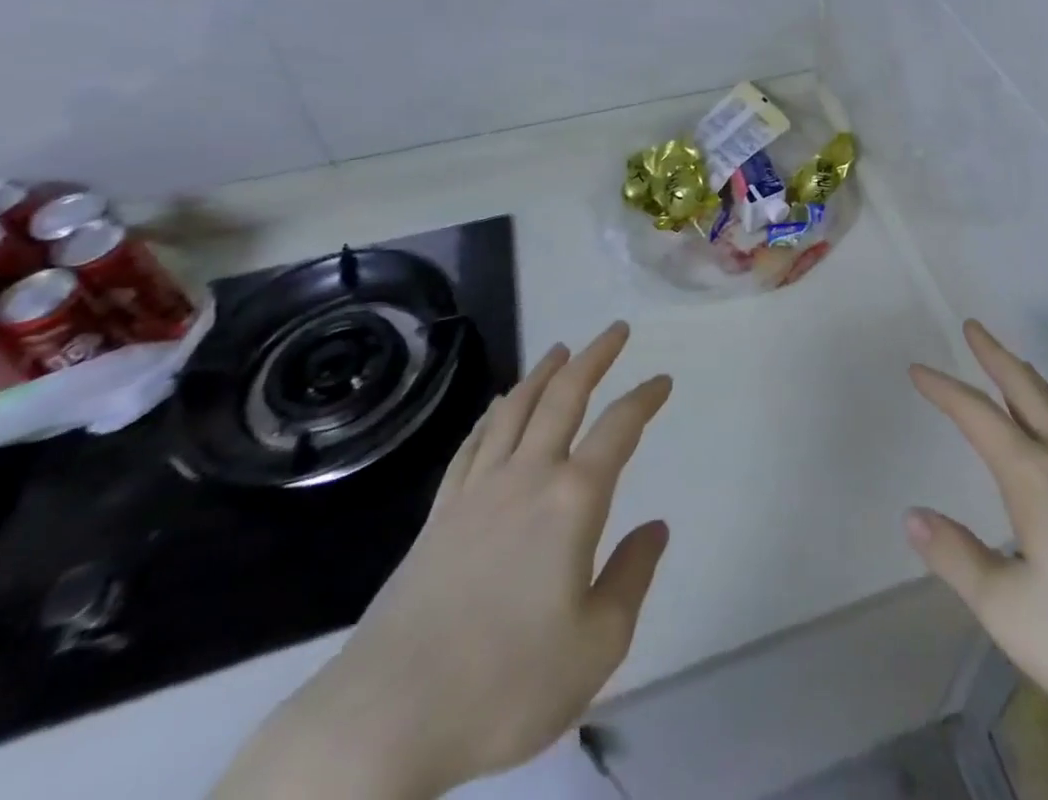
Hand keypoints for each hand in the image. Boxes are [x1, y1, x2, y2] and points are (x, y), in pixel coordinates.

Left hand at [215, 322, 671, 798]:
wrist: (385, 718)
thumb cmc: (505, 683)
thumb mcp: (597, 644)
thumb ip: (631, 576)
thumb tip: (656, 527)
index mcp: (573, 500)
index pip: (618, 428)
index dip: (644, 398)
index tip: (663, 380)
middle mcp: (527, 477)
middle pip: (563, 397)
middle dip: (594, 358)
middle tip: (615, 330)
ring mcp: (477, 492)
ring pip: (515, 410)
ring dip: (543, 373)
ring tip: (561, 350)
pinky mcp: (439, 516)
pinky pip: (472, 446)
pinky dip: (491, 416)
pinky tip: (497, 407)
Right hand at [908, 321, 1047, 798]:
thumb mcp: (1013, 613)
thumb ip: (959, 560)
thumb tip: (913, 515)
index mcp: (1037, 480)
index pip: (979, 418)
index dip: (945, 390)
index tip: (917, 368)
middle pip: (1028, 393)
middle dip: (996, 357)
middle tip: (974, 327)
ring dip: (1031, 382)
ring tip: (1016, 367)